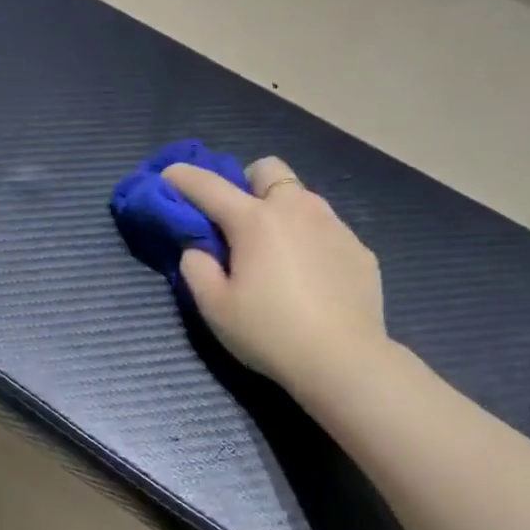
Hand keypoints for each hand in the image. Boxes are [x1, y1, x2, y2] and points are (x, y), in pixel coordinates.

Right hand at [163, 156, 390, 394]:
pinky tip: (310, 278)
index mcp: (255, 221)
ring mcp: (334, 226)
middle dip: (247, 183)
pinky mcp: (359, 249)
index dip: (184, 178)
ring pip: (302, 198)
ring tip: (277, 252)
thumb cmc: (269, 333)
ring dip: (281, 211)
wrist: (344, 361)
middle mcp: (297, 210)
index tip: (169, 174)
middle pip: (268, 169)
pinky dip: (310, 241)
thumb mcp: (215, 307)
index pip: (210, 186)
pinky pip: (327, 229)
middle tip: (238, 220)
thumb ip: (197, 268)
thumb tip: (198, 249)